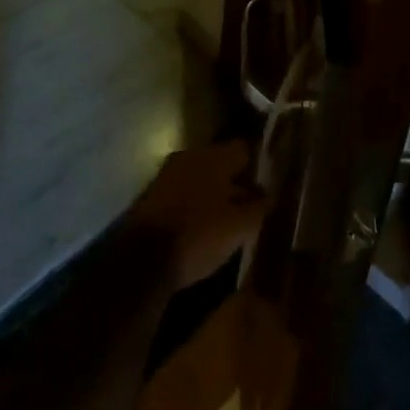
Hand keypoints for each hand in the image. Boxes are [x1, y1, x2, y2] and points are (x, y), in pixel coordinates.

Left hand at [127, 140, 265, 289]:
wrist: (140, 260)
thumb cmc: (198, 235)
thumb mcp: (239, 227)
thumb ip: (258, 207)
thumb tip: (269, 194)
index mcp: (214, 156)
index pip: (244, 149)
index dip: (258, 166)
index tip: (268, 184)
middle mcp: (190, 156)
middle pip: (221, 163)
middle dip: (235, 182)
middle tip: (249, 204)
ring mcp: (167, 175)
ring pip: (200, 179)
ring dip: (213, 194)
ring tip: (226, 219)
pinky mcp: (151, 197)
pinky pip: (182, 194)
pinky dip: (194, 206)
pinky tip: (201, 227)